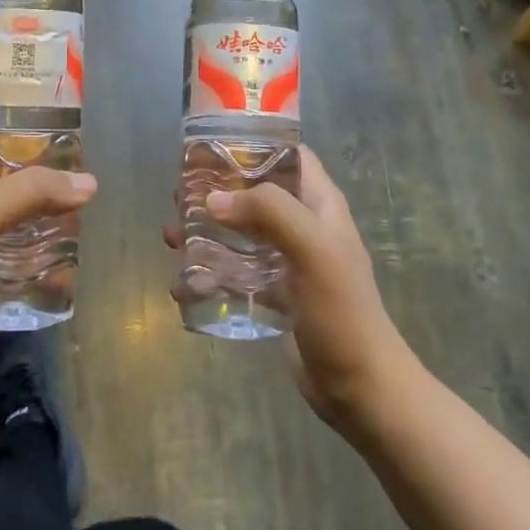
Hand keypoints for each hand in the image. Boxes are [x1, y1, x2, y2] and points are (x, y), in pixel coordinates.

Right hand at [180, 147, 413, 429]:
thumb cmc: (341, 309)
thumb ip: (267, 211)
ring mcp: (288, 260)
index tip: (210, 145)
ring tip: (170, 237)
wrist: (359, 386)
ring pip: (241, 232)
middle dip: (217, 190)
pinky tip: (182, 285)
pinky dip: (210, 273)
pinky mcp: (275, 293)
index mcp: (319, 204)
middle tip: (179, 195)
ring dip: (207, 231)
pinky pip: (236, 272)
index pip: (288, 155)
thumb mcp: (312, 248)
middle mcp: (303, 224)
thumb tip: (213, 199)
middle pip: (255, 192)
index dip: (254, 143)